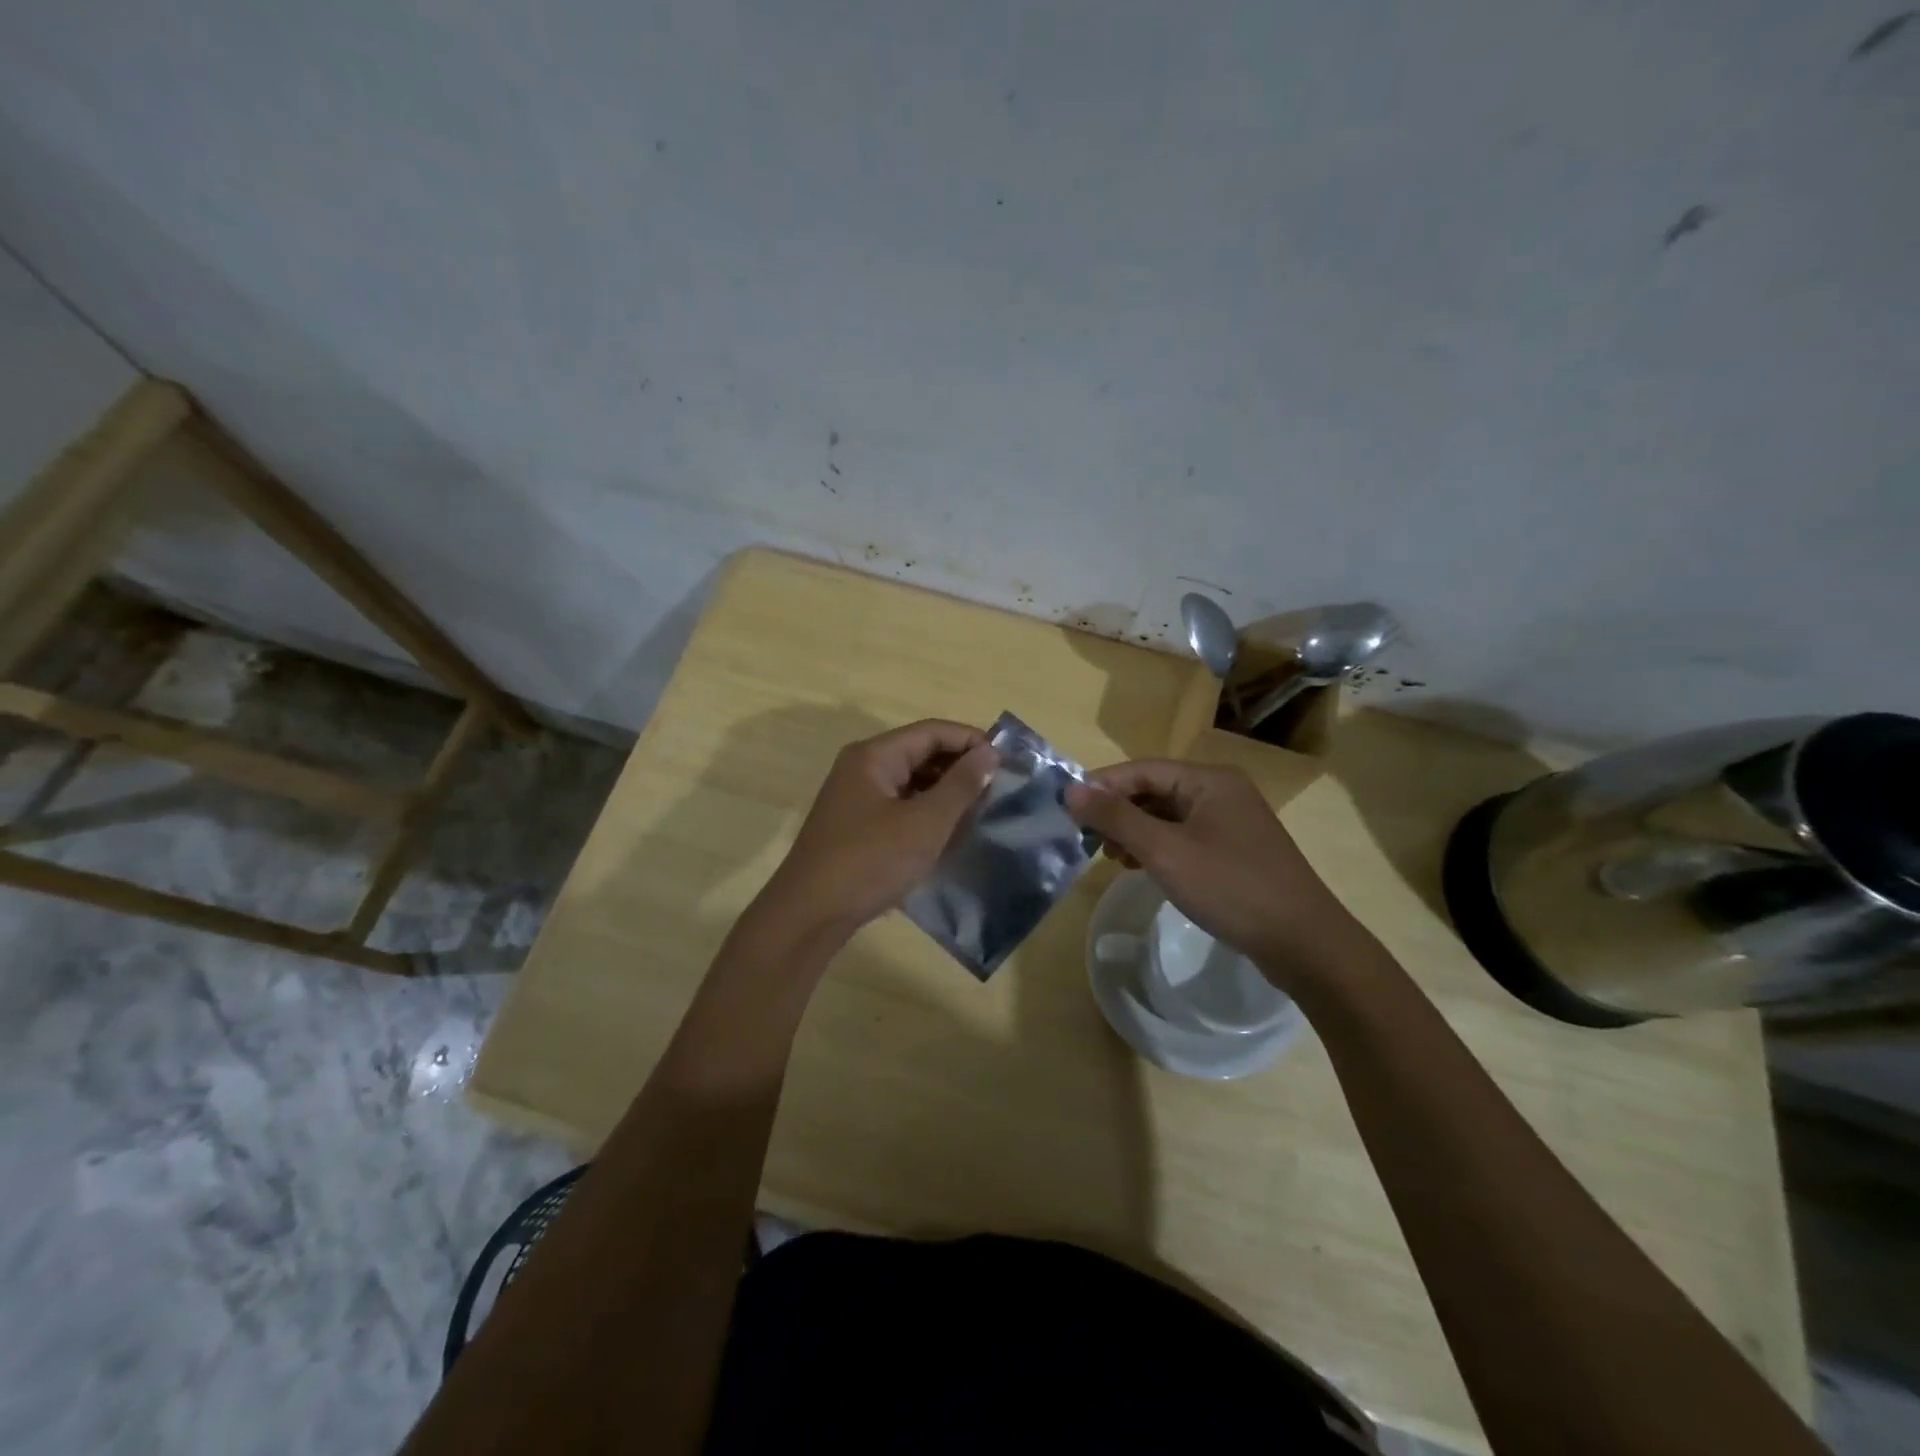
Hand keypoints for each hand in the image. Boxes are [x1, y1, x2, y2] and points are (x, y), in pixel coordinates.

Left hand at [755, 719, 997, 943]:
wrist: (809, 915)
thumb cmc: (870, 862)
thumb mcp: (925, 823)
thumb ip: (960, 785)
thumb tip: (988, 751)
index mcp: (875, 756)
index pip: (932, 731)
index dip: (971, 740)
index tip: (1007, 761)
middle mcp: (862, 768)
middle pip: (920, 752)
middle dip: (960, 767)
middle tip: (999, 788)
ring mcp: (856, 798)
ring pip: (911, 782)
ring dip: (945, 792)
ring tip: (981, 810)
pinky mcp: (857, 826)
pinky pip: (900, 805)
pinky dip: (926, 812)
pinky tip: (949, 832)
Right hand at [1065, 759, 1359, 978]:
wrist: (1303, 943)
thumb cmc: (1230, 888)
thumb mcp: (1165, 851)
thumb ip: (1116, 817)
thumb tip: (1071, 789)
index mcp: (1209, 780)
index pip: (1141, 769)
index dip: (1102, 786)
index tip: (1068, 809)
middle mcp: (1222, 791)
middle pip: (1155, 790)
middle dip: (1118, 811)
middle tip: (1087, 839)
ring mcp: (1231, 822)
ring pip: (1168, 815)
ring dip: (1135, 831)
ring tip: (1110, 856)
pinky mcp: (1235, 850)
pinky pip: (1185, 836)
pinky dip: (1158, 847)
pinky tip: (1141, 867)